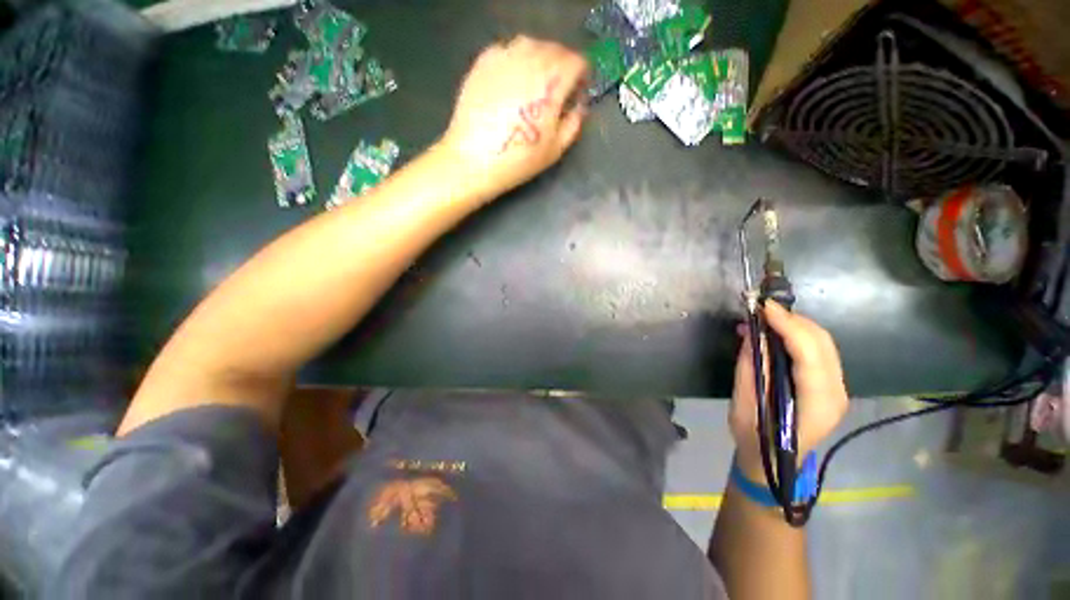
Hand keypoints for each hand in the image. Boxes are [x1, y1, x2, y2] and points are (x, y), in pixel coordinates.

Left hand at [439, 36, 589, 195]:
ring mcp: (505, 57)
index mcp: (553, 82)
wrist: (475, 159)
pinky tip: (511, 83)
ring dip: (539, 60)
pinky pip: (507, 50)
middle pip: (555, 50)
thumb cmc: (519, 159)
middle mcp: (530, 59)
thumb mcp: (556, 149)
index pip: (578, 62)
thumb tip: (579, 106)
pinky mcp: (484, 61)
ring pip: (531, 45)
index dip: (581, 77)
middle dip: (561, 67)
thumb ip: (574, 123)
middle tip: (555, 91)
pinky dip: (515, 61)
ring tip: (533, 85)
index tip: (576, 92)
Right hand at [729, 302, 849, 479]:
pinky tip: (775, 333)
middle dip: (792, 320)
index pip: (810, 354)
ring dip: (794, 325)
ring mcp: (837, 388)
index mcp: (817, 403)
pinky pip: (818, 351)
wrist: (774, 461)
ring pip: (823, 343)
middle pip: (822, 343)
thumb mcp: (745, 402)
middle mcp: (836, 393)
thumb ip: (752, 366)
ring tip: (764, 319)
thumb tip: (752, 332)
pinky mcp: (830, 384)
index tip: (763, 307)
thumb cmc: (755, 436)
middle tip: (761, 309)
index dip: (788, 326)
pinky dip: (797, 335)